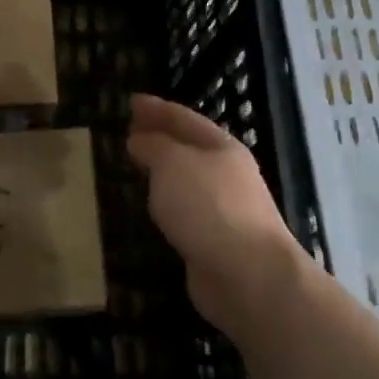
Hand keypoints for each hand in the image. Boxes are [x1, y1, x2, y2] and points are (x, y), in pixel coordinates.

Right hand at [127, 94, 303, 333]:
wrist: (248, 276)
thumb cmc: (209, 207)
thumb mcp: (173, 164)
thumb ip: (153, 146)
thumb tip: (139, 139)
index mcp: (222, 147)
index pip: (184, 118)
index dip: (157, 108)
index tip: (131, 101)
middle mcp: (227, 174)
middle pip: (188, 147)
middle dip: (160, 136)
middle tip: (130, 130)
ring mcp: (224, 209)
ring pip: (186, 180)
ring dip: (162, 170)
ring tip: (136, 164)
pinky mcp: (216, 241)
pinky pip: (185, 211)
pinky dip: (166, 202)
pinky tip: (152, 206)